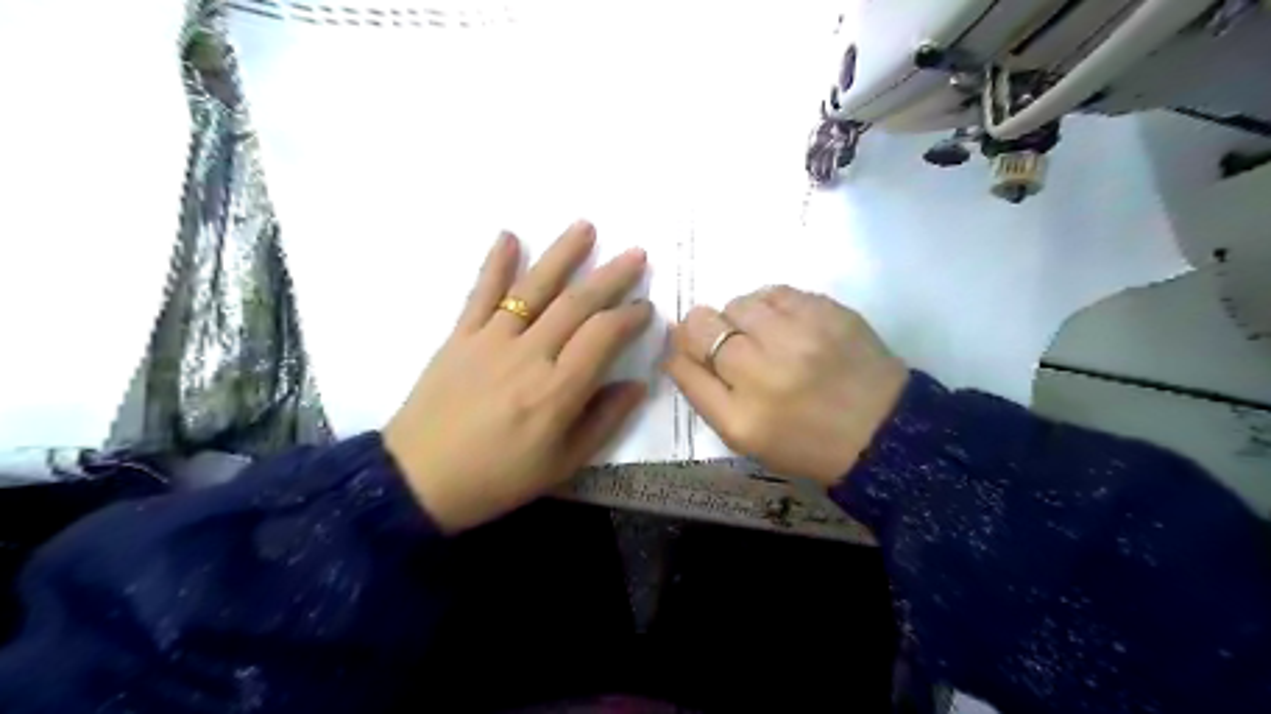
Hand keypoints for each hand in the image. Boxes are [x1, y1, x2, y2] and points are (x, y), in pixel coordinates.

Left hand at [383, 222, 648, 530]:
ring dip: (562, 255)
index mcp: (557, 390)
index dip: (630, 316)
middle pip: (576, 304)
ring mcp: (491, 340)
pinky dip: (495, 263)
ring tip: (586, 227)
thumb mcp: (563, 464)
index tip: (646, 307)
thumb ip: (604, 420)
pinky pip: (481, 294)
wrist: (419, 482)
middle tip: (636, 254)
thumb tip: (637, 384)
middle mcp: (528, 355)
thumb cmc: (498, 478)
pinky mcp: (460, 337)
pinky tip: (509, 236)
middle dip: (611, 276)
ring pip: (534, 288)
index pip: (603, 336)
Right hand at [659, 285, 907, 485]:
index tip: (687, 348)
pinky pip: (776, 292)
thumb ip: (704, 394)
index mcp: (740, 417)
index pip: (684, 364)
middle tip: (728, 341)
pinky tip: (787, 325)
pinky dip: (771, 305)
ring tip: (763, 335)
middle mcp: (762, 374)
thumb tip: (676, 349)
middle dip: (703, 329)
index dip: (679, 350)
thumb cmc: (805, 441)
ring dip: (740, 317)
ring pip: (738, 303)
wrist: (882, 432)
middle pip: (702, 325)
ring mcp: (797, 338)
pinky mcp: (827, 313)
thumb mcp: (745, 438)